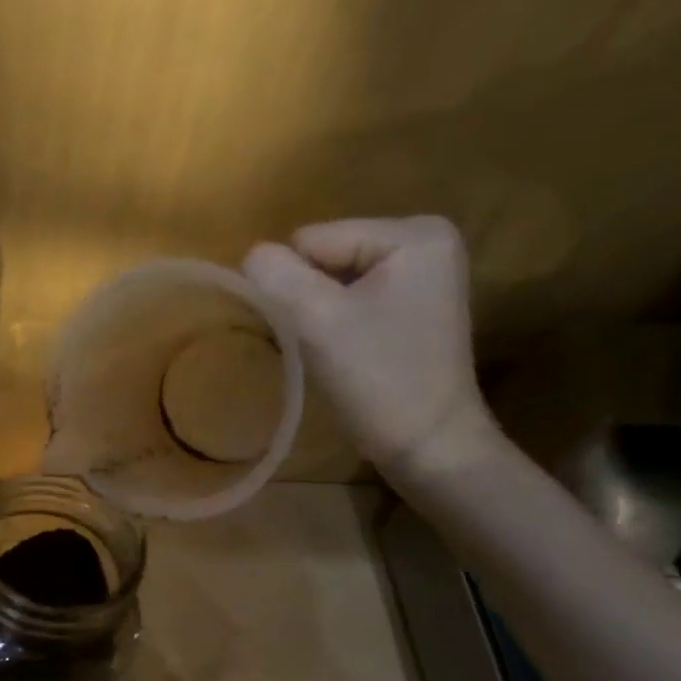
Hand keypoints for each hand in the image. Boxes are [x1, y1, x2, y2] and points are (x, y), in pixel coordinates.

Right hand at [243, 216, 499, 484]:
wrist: (429, 447)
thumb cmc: (379, 380)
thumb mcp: (317, 320)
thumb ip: (275, 276)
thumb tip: (251, 257)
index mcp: (413, 233)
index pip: (313, 240)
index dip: (295, 286)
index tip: (312, 331)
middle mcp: (424, 241)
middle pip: (324, 256)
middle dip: (309, 298)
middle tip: (322, 344)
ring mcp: (421, 275)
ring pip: (331, 280)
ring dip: (318, 314)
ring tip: (333, 351)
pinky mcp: (412, 305)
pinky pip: (350, 298)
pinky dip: (335, 324)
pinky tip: (347, 353)